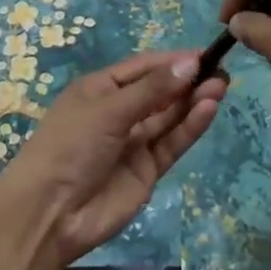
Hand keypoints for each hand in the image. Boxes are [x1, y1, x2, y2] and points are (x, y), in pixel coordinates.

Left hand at [0, 51, 224, 269]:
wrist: (49, 214)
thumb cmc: (70, 146)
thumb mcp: (109, 110)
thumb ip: (153, 89)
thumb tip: (191, 63)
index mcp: (100, 89)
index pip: (143, 68)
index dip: (172, 61)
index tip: (203, 55)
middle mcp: (118, 112)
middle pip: (160, 91)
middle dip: (188, 80)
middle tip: (220, 71)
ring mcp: (133, 143)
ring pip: (169, 116)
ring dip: (193, 101)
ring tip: (220, 86)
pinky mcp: (146, 170)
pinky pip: (171, 142)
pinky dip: (189, 126)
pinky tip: (208, 109)